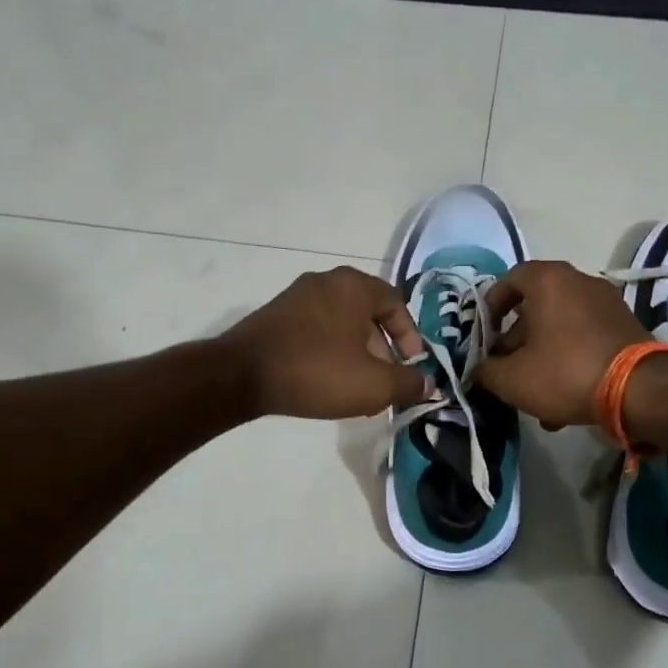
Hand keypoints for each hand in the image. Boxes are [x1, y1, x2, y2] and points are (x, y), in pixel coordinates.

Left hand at [222, 266, 434, 419]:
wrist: (240, 375)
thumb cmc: (317, 371)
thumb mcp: (374, 384)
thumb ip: (408, 382)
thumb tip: (427, 383)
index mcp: (354, 286)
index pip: (396, 303)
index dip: (410, 337)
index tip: (411, 366)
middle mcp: (326, 281)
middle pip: (368, 313)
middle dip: (382, 348)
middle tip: (385, 379)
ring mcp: (296, 295)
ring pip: (341, 322)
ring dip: (356, 352)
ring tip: (356, 385)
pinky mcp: (275, 314)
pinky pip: (316, 328)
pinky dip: (329, 350)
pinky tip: (325, 379)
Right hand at [476, 261, 650, 428]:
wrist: (640, 390)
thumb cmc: (566, 372)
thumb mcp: (512, 379)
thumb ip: (486, 371)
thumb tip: (478, 370)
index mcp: (548, 280)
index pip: (510, 279)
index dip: (491, 305)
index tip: (485, 334)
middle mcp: (579, 281)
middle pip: (536, 306)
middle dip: (517, 339)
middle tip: (507, 367)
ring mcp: (607, 302)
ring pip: (560, 326)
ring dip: (542, 354)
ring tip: (534, 393)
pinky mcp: (625, 326)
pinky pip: (584, 338)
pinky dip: (569, 359)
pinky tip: (565, 399)